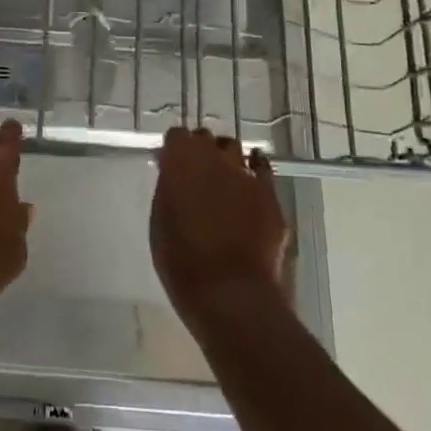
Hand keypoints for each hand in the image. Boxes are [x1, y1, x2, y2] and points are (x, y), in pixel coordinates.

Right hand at [151, 127, 290, 328]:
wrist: (230, 294)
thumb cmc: (182, 261)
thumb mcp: (160, 221)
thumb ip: (168, 189)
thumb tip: (172, 174)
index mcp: (181, 160)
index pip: (176, 136)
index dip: (174, 150)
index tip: (170, 166)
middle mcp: (214, 157)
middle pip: (206, 139)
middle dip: (200, 152)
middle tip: (195, 177)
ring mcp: (246, 174)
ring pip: (234, 150)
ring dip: (226, 160)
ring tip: (223, 182)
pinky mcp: (270, 194)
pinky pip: (262, 168)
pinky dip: (254, 170)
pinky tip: (250, 183)